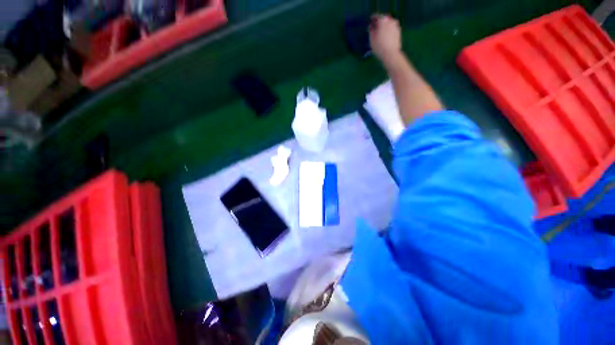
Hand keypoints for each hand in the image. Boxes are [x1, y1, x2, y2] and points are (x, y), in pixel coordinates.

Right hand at [369, 14, 401, 62]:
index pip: (376, 16)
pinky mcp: (399, 31)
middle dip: (379, 23)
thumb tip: (371, 27)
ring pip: (388, 23)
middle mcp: (390, 20)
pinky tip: (385, 38)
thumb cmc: (379, 47)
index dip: (372, 20)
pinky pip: (392, 28)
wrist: (391, 54)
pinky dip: (388, 30)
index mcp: (383, 20)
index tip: (370, 23)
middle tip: (375, 29)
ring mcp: (396, 25)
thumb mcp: (372, 40)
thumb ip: (371, 31)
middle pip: (383, 19)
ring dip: (384, 27)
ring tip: (380, 34)